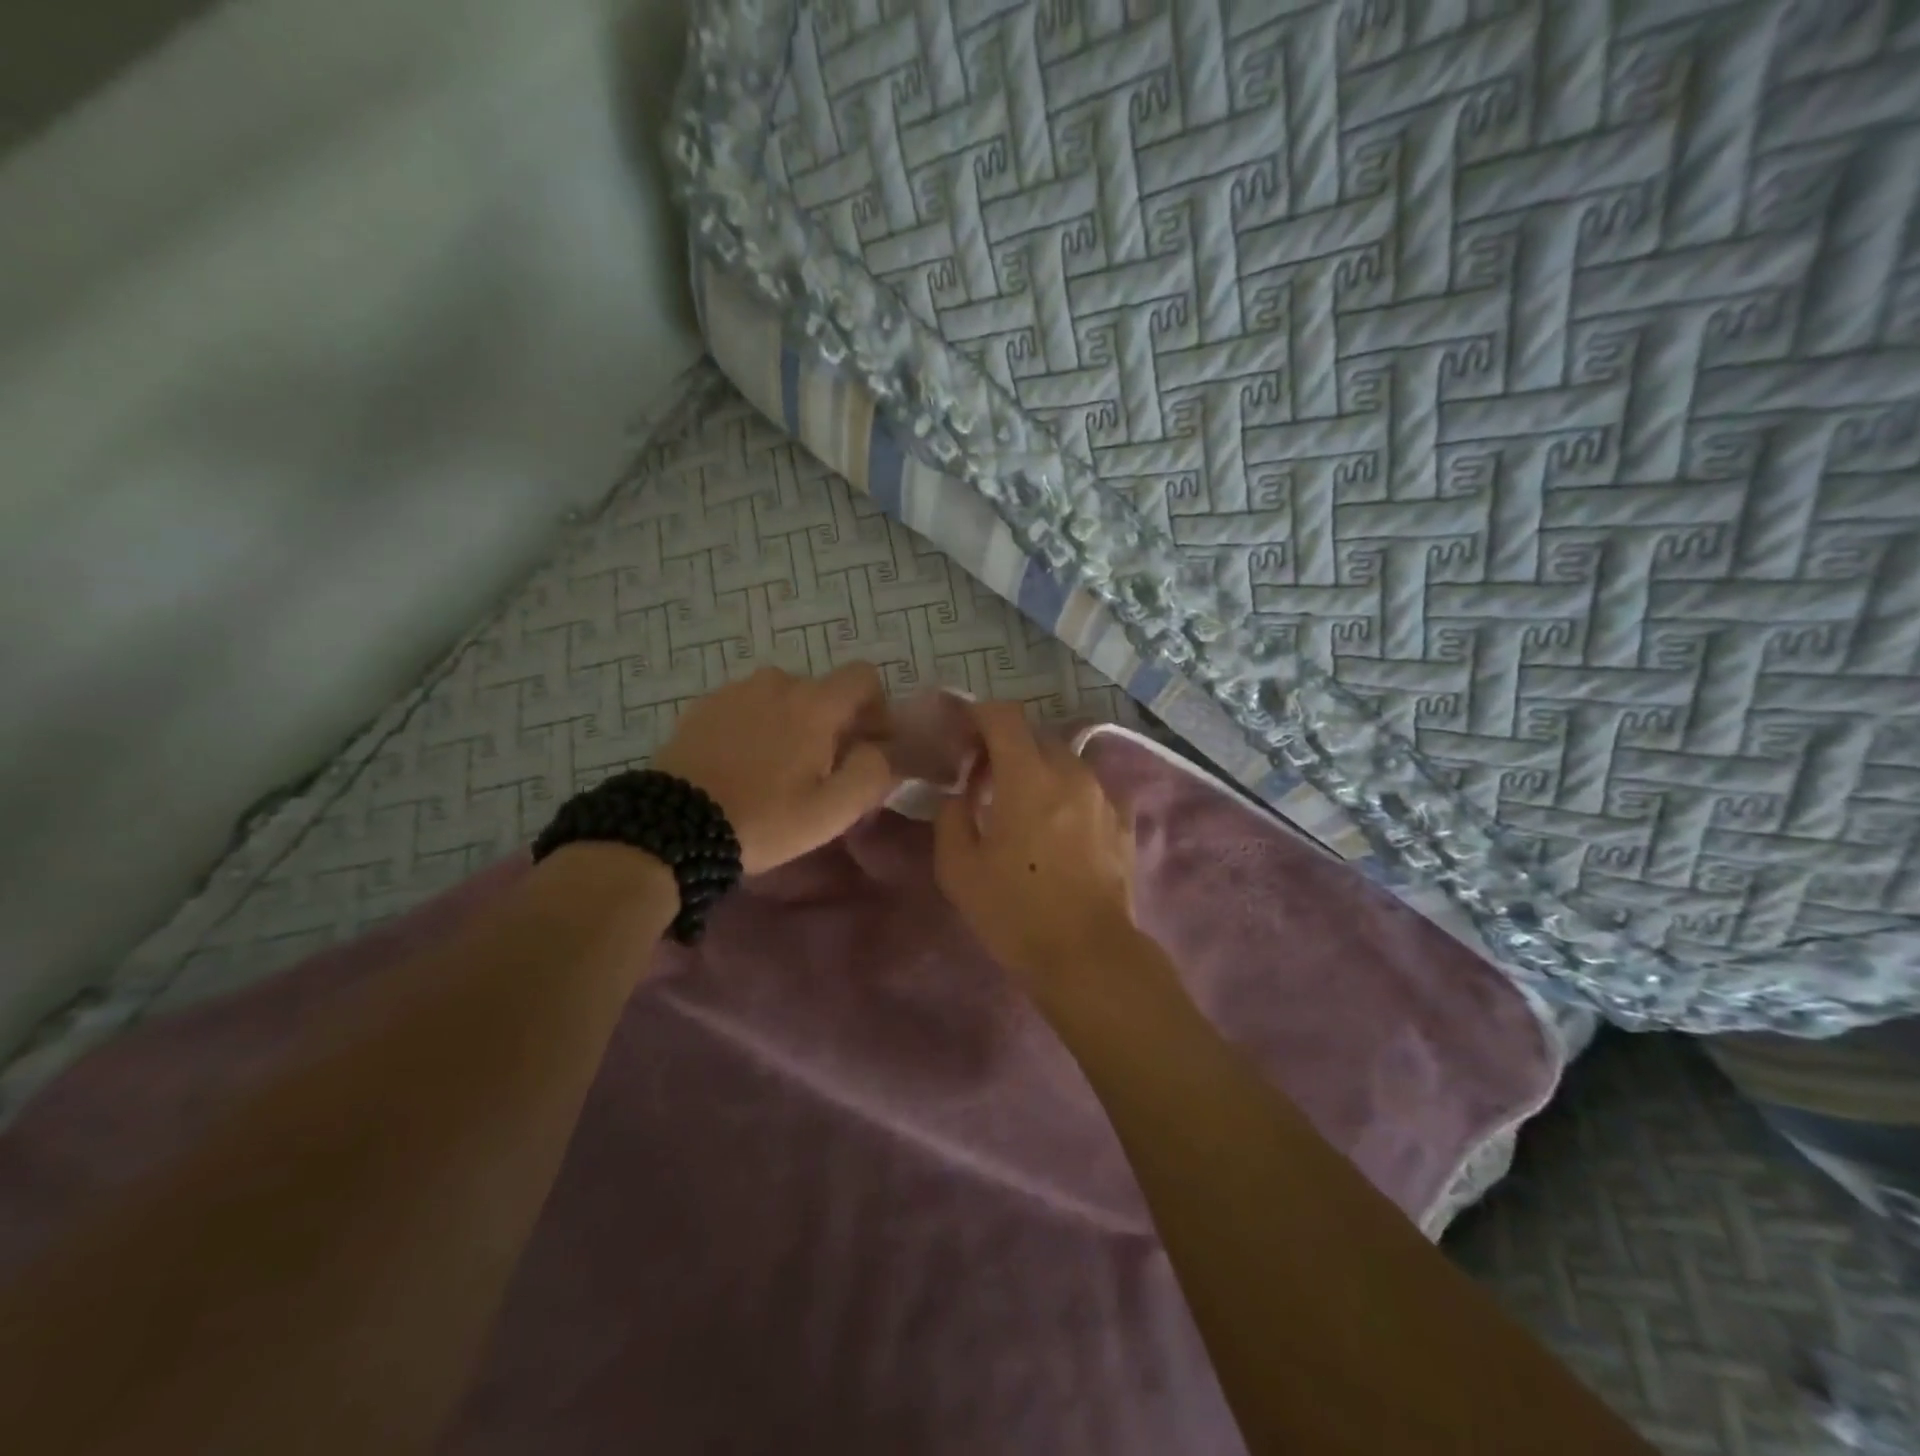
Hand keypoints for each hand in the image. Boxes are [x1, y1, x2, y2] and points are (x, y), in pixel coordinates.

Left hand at [654, 664, 898, 873]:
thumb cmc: (764, 819)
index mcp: (814, 703)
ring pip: (783, 698)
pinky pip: (747, 707)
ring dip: (792, 723)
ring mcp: (735, 691)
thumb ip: (872, 773)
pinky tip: (743, 765)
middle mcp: (777, 683)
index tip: (868, 744)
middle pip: (822, 691)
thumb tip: (882, 751)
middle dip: (832, 723)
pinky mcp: (704, 706)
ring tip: (777, 769)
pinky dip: (756, 727)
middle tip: (821, 770)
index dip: (876, 707)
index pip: (864, 676)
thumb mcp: (831, 811)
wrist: (673, 826)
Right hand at [933, 701, 1135, 983]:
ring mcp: (1103, 795)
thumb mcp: (959, 869)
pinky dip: (1066, 792)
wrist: (1088, 956)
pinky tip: (1057, 825)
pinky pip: (1088, 787)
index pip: (1004, 716)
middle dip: (1005, 744)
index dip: (978, 714)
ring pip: (1064, 759)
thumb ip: (951, 817)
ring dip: (1037, 768)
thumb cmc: (1015, 913)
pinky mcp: (1123, 820)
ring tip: (1021, 803)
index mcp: (1028, 777)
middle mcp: (1071, 773)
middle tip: (983, 775)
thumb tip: (960, 795)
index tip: (961, 733)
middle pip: (1035, 734)